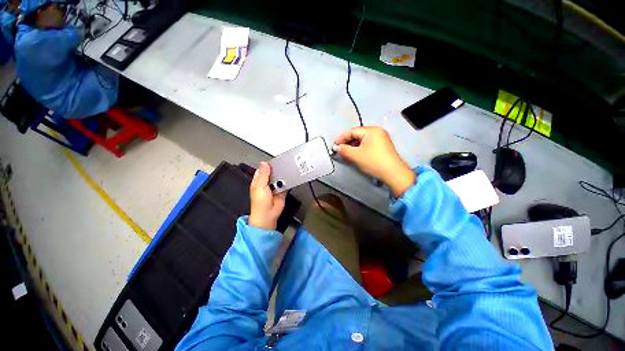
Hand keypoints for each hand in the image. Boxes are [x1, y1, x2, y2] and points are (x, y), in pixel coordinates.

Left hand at [249, 162, 286, 229]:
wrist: (268, 215)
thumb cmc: (260, 203)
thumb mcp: (259, 186)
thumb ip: (263, 174)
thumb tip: (264, 163)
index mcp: (258, 181)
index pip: (263, 169)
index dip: (267, 165)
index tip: (273, 161)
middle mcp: (266, 184)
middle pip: (272, 173)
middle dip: (277, 170)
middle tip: (281, 167)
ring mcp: (274, 188)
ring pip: (280, 178)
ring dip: (282, 176)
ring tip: (285, 174)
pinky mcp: (282, 192)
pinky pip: (286, 184)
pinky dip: (287, 182)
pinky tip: (288, 180)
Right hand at [334, 126, 415, 197]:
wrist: (394, 173)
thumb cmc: (374, 162)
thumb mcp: (356, 156)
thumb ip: (344, 150)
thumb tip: (337, 147)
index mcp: (372, 130)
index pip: (352, 131)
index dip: (342, 138)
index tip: (334, 146)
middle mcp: (378, 132)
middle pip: (358, 135)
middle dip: (348, 143)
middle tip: (340, 151)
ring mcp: (382, 139)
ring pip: (363, 141)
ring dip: (354, 147)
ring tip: (346, 155)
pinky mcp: (384, 147)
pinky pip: (369, 145)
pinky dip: (361, 150)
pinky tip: (356, 156)